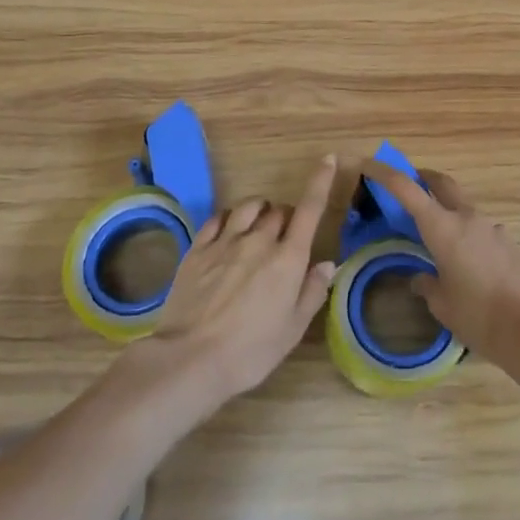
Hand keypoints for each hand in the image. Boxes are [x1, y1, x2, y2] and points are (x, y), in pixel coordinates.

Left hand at [145, 157, 337, 403]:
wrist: (190, 359)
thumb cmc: (250, 351)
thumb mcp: (292, 330)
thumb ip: (312, 292)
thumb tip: (327, 263)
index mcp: (288, 259)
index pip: (310, 209)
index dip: (321, 181)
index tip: (329, 159)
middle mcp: (259, 241)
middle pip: (279, 211)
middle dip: (287, 219)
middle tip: (284, 241)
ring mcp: (225, 241)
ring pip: (249, 207)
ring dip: (260, 212)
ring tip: (257, 228)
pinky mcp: (198, 249)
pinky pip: (218, 218)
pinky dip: (229, 218)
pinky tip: (228, 231)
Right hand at [361, 163, 519, 365]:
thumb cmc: (477, 315)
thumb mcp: (442, 304)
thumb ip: (426, 284)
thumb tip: (420, 278)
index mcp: (443, 227)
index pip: (407, 188)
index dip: (385, 173)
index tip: (369, 164)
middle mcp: (467, 218)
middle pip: (441, 182)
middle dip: (422, 177)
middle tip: (408, 186)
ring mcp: (492, 227)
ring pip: (463, 206)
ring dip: (447, 210)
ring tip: (438, 239)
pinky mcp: (508, 242)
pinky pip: (481, 229)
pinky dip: (467, 234)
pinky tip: (467, 263)